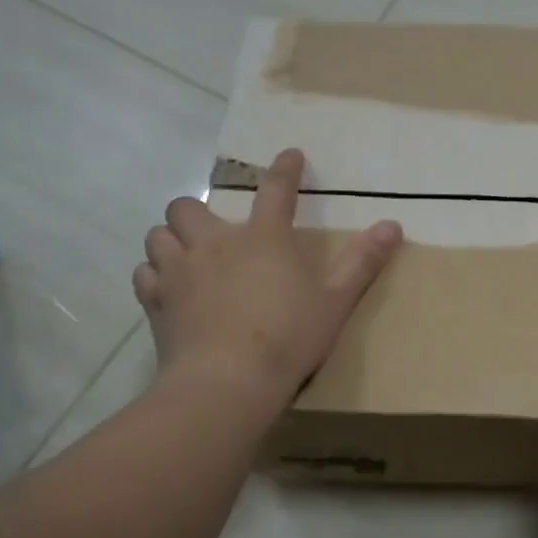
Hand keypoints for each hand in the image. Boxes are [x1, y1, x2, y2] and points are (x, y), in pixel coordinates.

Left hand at [133, 148, 402, 402]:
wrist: (228, 382)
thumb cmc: (289, 338)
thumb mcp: (336, 301)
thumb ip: (362, 261)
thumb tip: (393, 224)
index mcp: (264, 238)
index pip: (276, 190)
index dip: (284, 170)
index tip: (289, 156)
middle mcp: (215, 243)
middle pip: (188, 206)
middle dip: (198, 211)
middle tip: (215, 231)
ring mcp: (179, 271)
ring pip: (158, 234)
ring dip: (171, 239)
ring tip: (186, 256)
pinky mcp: (156, 301)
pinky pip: (144, 273)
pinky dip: (155, 275)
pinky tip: (169, 288)